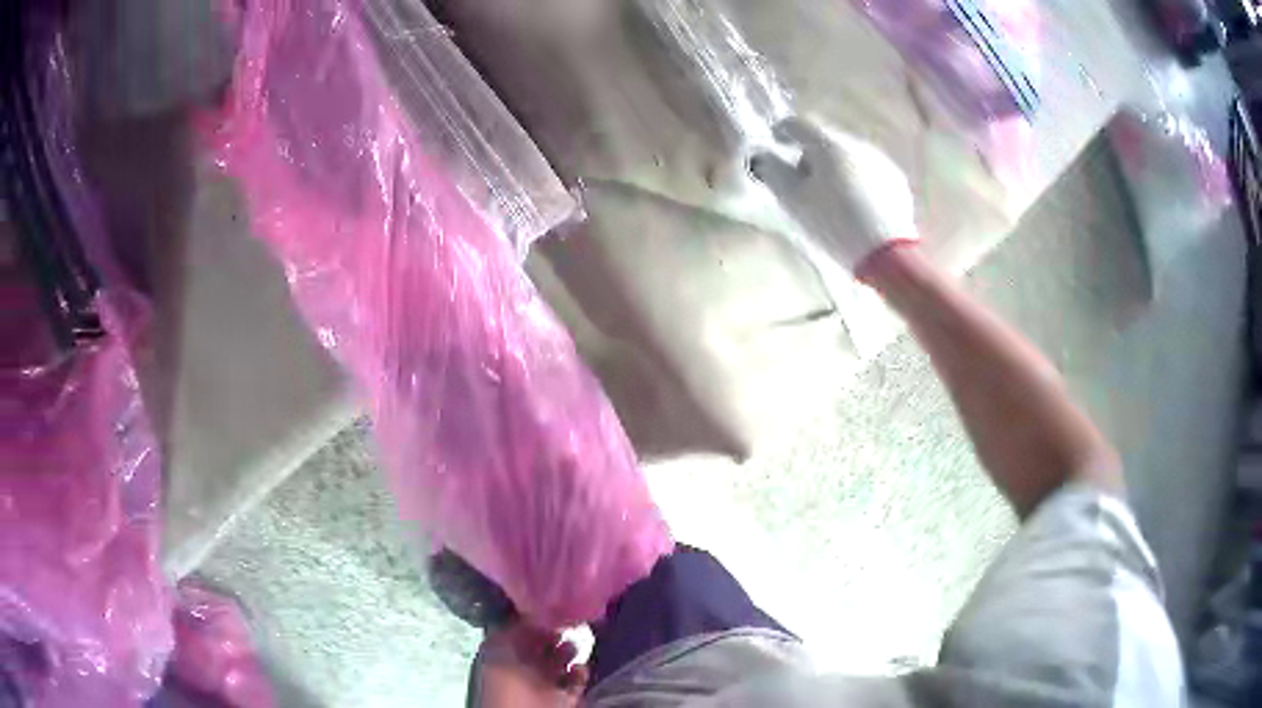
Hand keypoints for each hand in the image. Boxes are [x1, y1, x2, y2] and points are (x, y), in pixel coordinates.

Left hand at [474, 623, 588, 707]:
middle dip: (555, 635)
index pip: (520, 634)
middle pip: (542, 647)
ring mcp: (545, 685)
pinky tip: (580, 667)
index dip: (534, 623)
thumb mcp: (499, 648)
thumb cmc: (506, 682)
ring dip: (570, 652)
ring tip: (575, 646)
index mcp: (504, 657)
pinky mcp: (564, 699)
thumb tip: (532, 612)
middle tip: (566, 625)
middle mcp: (524, 670)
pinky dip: (581, 674)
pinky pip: (576, 683)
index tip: (550, 610)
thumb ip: (513, 629)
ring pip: (560, 663)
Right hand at [750, 117, 917, 272]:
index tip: (775, 144)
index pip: (798, 124)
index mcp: (828, 145)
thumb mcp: (793, 201)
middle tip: (802, 181)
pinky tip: (854, 207)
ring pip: (849, 156)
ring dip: (835, 169)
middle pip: (825, 141)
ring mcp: (881, 162)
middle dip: (811, 156)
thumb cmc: (832, 224)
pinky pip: (868, 172)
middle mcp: (857, 144)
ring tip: (830, 197)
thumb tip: (765, 156)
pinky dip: (857, 181)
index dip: (781, 131)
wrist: (886, 254)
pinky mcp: (896, 183)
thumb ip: (773, 172)